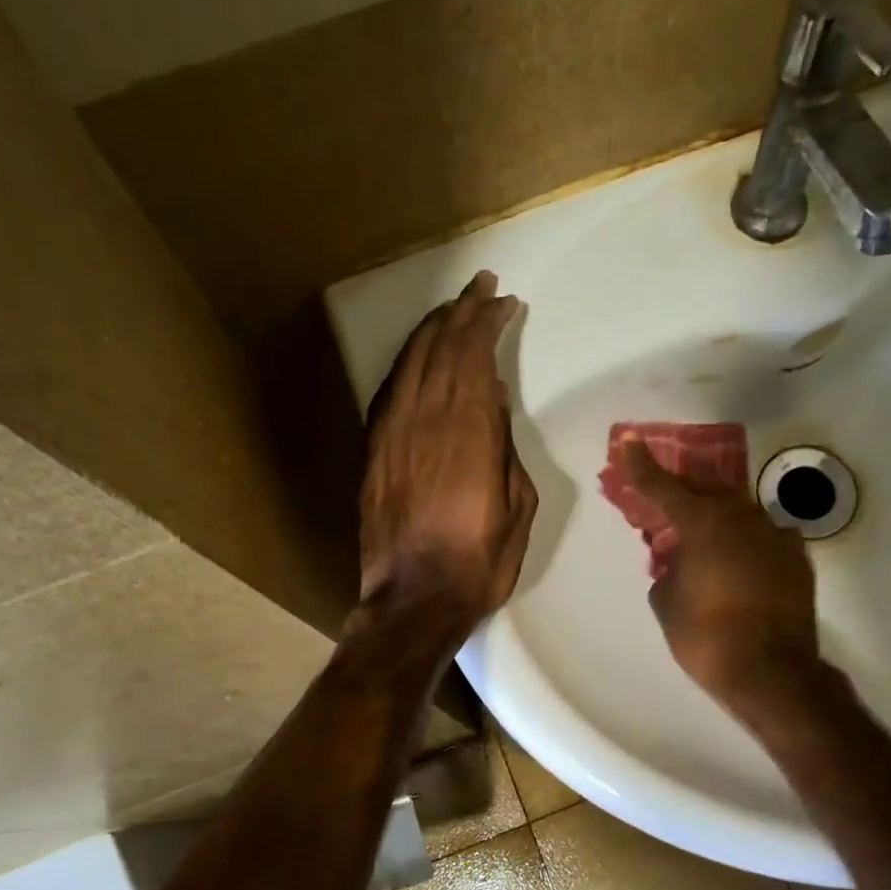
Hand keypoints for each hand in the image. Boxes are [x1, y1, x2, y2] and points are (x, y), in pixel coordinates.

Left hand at [356, 271, 537, 643]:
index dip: (487, 321)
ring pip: (410, 362)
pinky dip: (408, 364)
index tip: (504, 302)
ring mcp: (390, 433)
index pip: (474, 353)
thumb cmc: (480, 559)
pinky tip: (419, 358)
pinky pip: (389, 390)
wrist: (415, 600)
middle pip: (439, 347)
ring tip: (453, 312)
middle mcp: (423, 418)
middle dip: (461, 312)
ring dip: (433, 331)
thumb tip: (489, 401)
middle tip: (481, 289)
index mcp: (467, 429)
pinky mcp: (372, 452)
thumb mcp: (518, 503)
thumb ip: (504, 445)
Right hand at [615, 437, 821, 705]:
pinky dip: (744, 546)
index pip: (662, 487)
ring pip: (737, 515)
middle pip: (705, 495)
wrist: (773, 673)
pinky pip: (761, 539)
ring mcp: (775, 535)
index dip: (640, 465)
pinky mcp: (797, 558)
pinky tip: (737, 568)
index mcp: (703, 523)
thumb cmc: (706, 637)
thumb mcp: (667, 602)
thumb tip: (679, 563)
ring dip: (716, 524)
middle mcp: (742, 518)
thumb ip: (667, 570)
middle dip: (683, 498)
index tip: (629, 442)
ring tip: (703, 547)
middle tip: (665, 509)